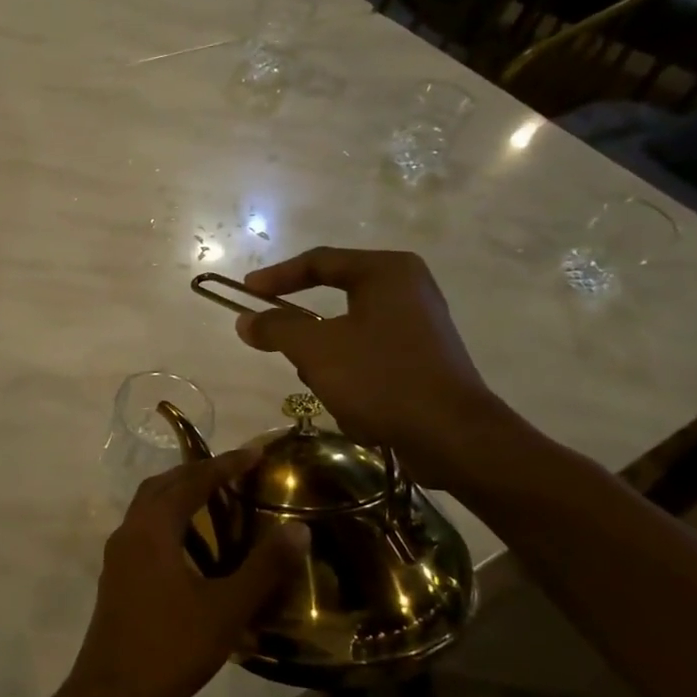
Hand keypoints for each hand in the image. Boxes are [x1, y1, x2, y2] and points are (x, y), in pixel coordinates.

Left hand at [63, 449, 308, 696]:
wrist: (113, 694)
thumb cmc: (172, 647)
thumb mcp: (226, 609)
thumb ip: (263, 567)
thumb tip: (299, 529)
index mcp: (153, 529)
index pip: (191, 481)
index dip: (225, 464)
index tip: (255, 453)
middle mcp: (129, 531)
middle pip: (163, 485)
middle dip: (198, 473)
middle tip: (236, 473)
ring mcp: (118, 555)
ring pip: (148, 508)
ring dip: (180, 496)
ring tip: (218, 503)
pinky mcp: (116, 576)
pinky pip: (144, 531)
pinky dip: (169, 522)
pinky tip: (193, 548)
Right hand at [232, 247, 509, 487]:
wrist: (452, 436)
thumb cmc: (380, 377)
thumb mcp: (315, 349)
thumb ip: (276, 328)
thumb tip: (245, 321)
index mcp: (386, 272)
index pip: (319, 261)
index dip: (277, 276)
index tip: (245, 292)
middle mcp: (408, 289)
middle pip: (335, 298)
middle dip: (306, 331)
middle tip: (276, 343)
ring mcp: (420, 325)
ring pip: (349, 334)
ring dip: (329, 362)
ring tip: (326, 388)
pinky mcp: (424, 360)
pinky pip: (371, 359)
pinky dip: (354, 379)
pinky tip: (356, 408)